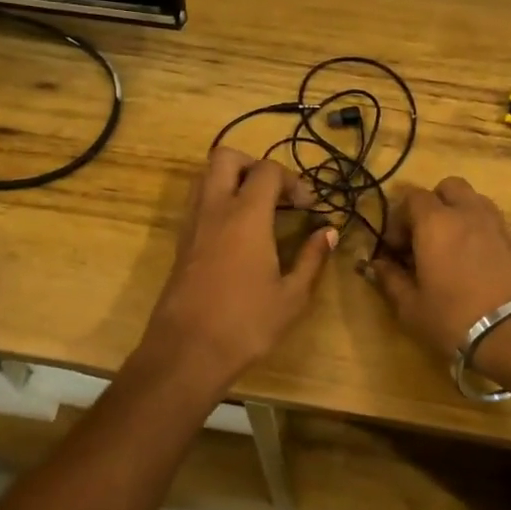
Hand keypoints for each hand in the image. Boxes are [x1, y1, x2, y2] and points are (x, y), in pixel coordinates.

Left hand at [135, 147, 337, 391]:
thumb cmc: (246, 324)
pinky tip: (237, 234)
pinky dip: (217, 201)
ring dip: (231, 180)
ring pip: (205, 176)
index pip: (268, 170)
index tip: (308, 207)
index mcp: (246, 215)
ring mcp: (192, 223)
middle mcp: (215, 208)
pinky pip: (198, 202)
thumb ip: (312, 258)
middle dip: (254, 165)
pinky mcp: (181, 242)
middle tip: (275, 194)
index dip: (293, 181)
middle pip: (226, 157)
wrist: (187, 352)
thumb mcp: (292, 296)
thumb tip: (329, 232)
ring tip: (256, 209)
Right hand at [368, 178, 510, 355]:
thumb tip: (376, 266)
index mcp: (435, 222)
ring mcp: (495, 223)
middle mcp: (466, 212)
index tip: (396, 249)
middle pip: (448, 188)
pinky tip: (473, 260)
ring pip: (473, 200)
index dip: (399, 219)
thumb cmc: (454, 317)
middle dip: (433, 205)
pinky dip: (478, 230)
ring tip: (450, 246)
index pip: (412, 198)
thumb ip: (390, 280)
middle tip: (424, 237)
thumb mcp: (411, 306)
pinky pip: (491, 221)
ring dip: (458, 214)